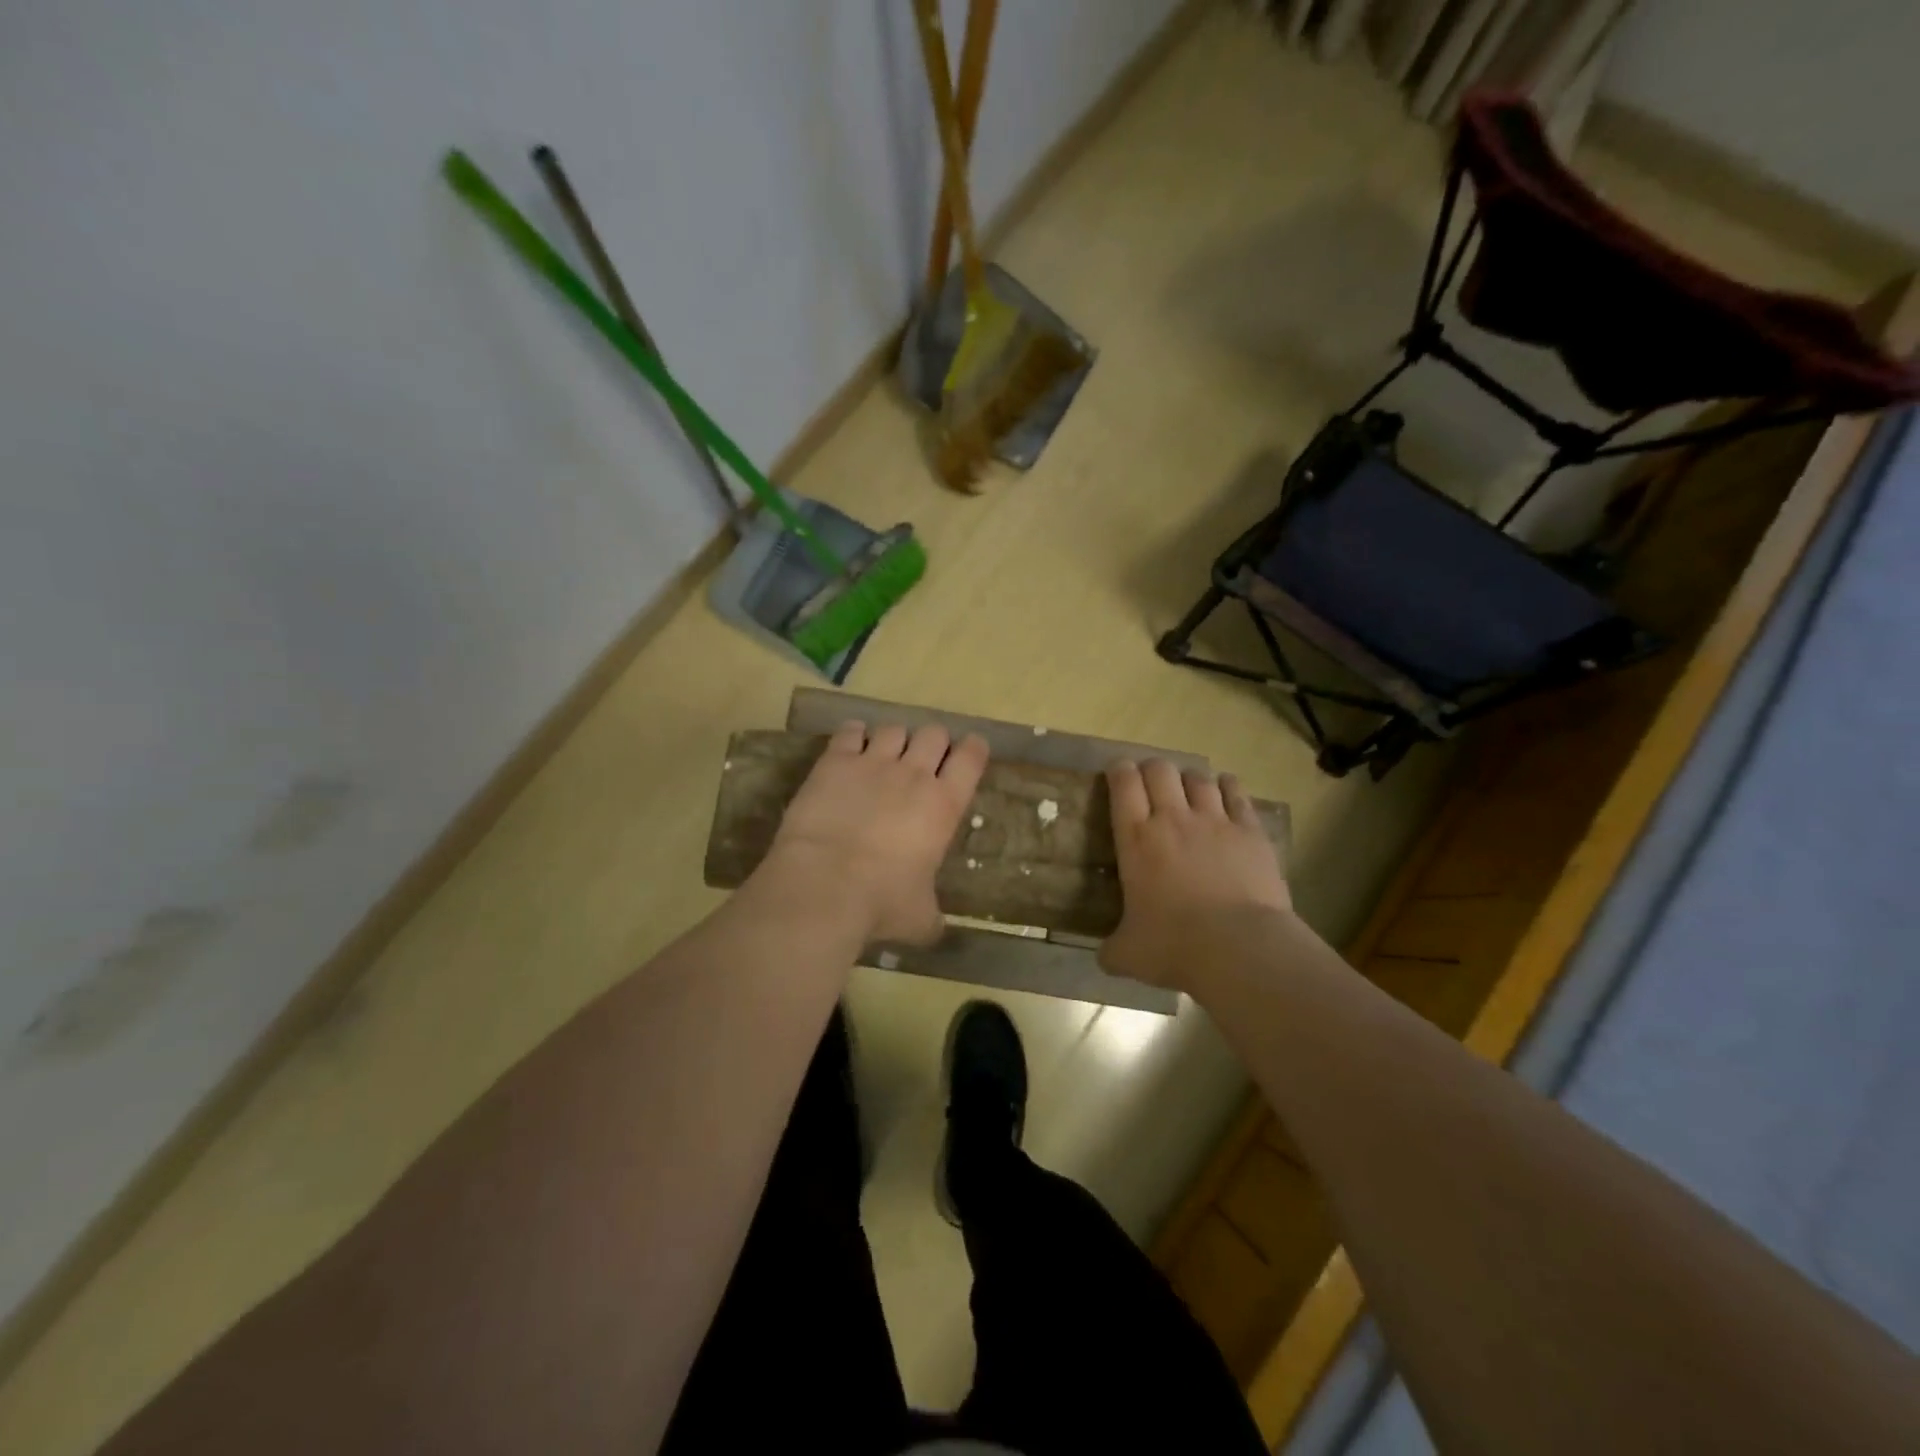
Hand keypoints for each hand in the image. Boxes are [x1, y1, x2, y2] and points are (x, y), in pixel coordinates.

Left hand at [763, 720, 988, 945]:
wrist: (823, 886)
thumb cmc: (881, 903)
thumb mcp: (920, 918)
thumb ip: (932, 916)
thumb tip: (936, 929)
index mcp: (944, 805)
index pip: (971, 758)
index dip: (974, 749)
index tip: (971, 751)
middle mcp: (914, 774)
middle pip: (934, 733)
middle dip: (932, 742)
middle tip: (923, 760)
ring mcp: (873, 763)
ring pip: (894, 729)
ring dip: (894, 739)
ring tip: (884, 755)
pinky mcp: (835, 761)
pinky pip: (850, 731)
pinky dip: (854, 734)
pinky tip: (850, 746)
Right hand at [1099, 759, 1292, 992]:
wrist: (1240, 948)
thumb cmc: (1175, 946)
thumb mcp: (1129, 955)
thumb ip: (1113, 949)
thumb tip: (1105, 957)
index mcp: (1136, 839)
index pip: (1123, 783)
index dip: (1119, 771)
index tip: (1118, 774)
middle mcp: (1172, 818)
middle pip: (1160, 769)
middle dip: (1152, 769)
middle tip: (1151, 785)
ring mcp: (1215, 821)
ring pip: (1198, 777)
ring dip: (1189, 779)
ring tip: (1189, 790)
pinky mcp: (1250, 831)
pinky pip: (1236, 793)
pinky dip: (1228, 786)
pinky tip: (1226, 789)